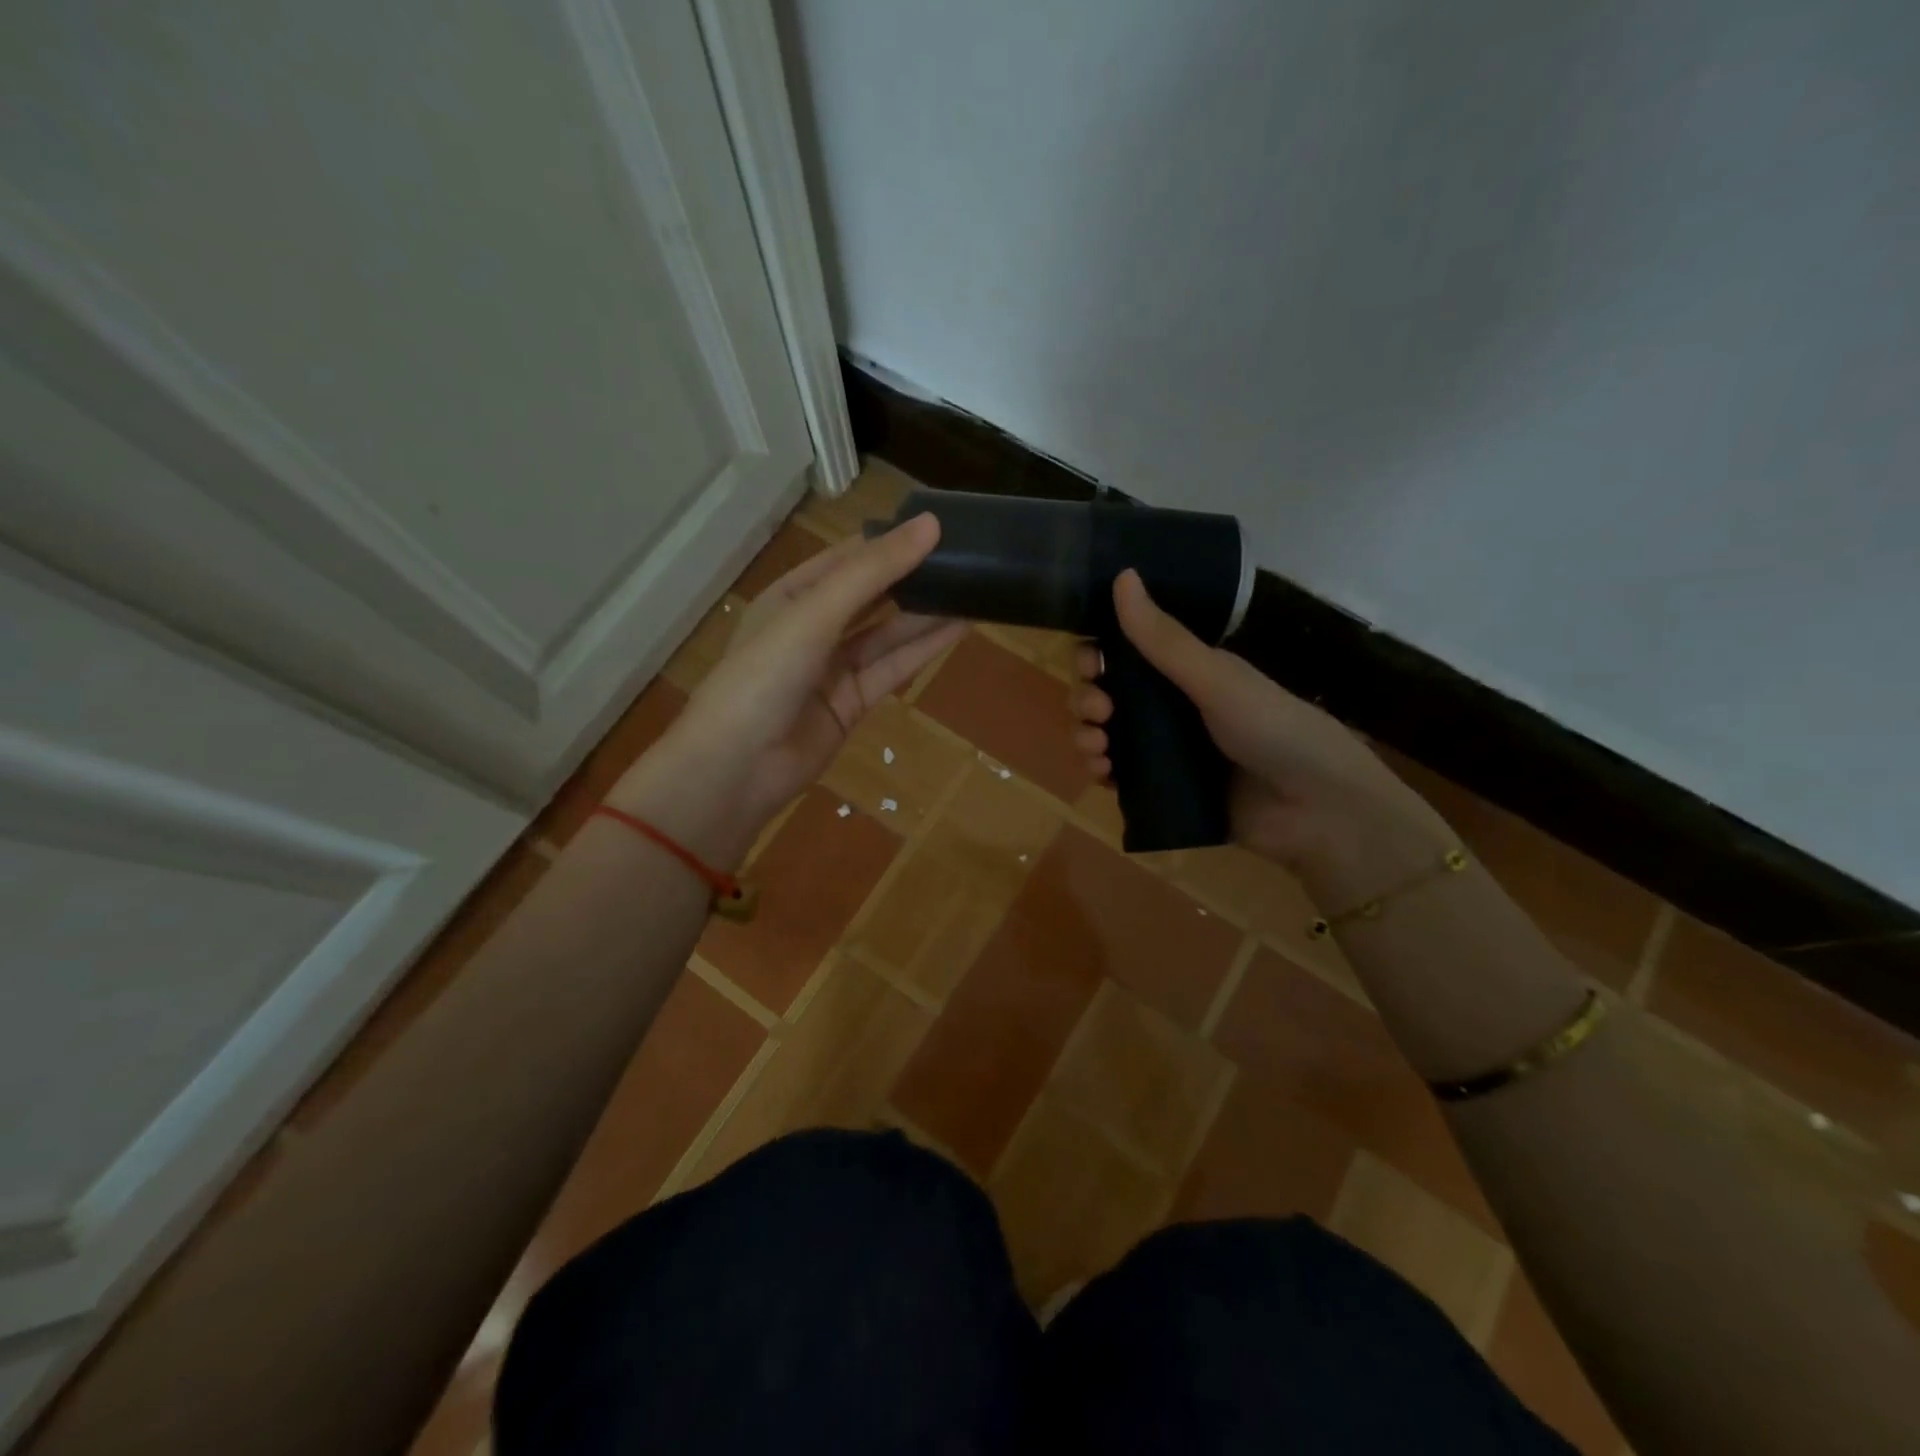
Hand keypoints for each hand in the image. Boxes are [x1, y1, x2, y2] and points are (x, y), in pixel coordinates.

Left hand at [610, 515, 962, 865]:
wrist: (737, 767)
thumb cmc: (764, 675)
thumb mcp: (815, 613)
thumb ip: (873, 572)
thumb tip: (930, 524)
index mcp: (792, 595)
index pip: (849, 559)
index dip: (891, 542)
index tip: (941, 526)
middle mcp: (813, 626)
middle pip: (872, 595)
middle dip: (913, 577)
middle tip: (968, 557)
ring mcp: (833, 667)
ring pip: (887, 633)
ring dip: (926, 613)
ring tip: (974, 588)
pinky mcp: (852, 702)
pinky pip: (892, 668)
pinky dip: (923, 649)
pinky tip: (959, 628)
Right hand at [1071, 570, 1453, 903]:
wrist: (1317, 811)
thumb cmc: (1273, 730)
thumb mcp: (1216, 679)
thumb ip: (1164, 639)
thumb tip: (1123, 575)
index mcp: (1187, 672)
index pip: (1126, 653)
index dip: (1098, 654)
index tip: (1089, 663)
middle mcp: (1173, 707)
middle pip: (1109, 694)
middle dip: (1089, 698)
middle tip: (1099, 711)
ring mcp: (1167, 750)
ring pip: (1108, 735)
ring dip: (1088, 735)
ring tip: (1096, 749)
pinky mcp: (1165, 790)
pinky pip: (1120, 776)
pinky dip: (1102, 772)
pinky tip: (1102, 774)